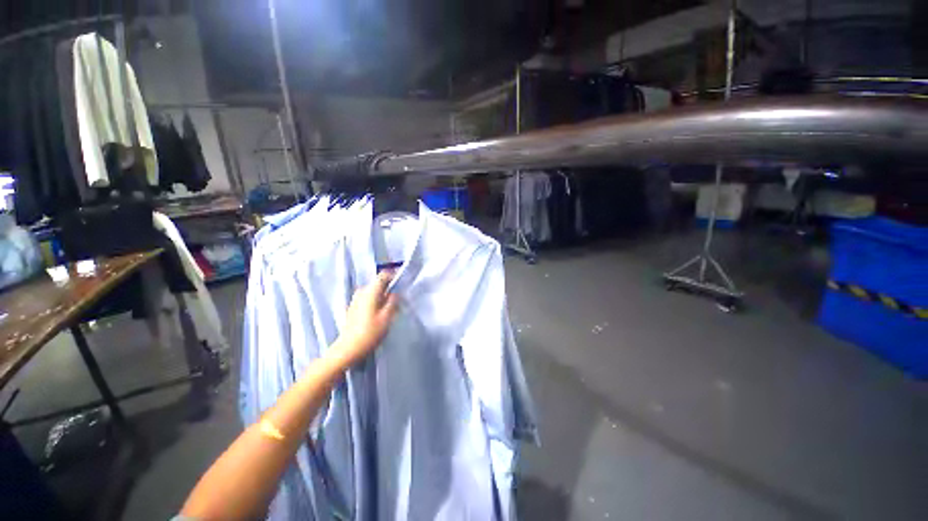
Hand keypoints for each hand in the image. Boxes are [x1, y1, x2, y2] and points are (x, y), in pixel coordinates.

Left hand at [333, 271, 398, 366]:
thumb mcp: (387, 317)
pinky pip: (368, 299)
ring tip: (391, 308)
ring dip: (383, 296)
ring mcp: (356, 300)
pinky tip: (380, 313)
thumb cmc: (370, 333)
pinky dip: (376, 302)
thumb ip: (393, 302)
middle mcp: (361, 292)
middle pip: (378, 284)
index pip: (383, 275)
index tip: (402, 282)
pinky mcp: (353, 308)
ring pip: (373, 292)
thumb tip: (395, 293)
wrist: (348, 349)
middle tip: (399, 299)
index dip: (394, 276)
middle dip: (389, 288)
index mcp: (370, 292)